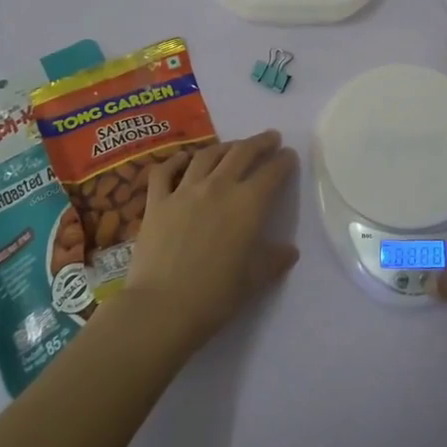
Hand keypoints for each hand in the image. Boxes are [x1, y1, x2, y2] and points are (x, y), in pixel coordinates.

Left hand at [121, 130, 299, 352]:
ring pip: (207, 155)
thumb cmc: (216, 296)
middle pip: (242, 153)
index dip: (284, 161)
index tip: (289, 156)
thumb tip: (289, 250)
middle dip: (259, 142)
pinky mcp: (156, 202)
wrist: (163, 307)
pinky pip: (165, 171)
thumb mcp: (254, 279)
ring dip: (225, 146)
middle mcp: (218, 188)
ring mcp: (184, 191)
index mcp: (248, 205)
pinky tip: (183, 159)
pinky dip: (176, 160)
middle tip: (270, 138)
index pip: (272, 173)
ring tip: (233, 146)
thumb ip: (274, 260)